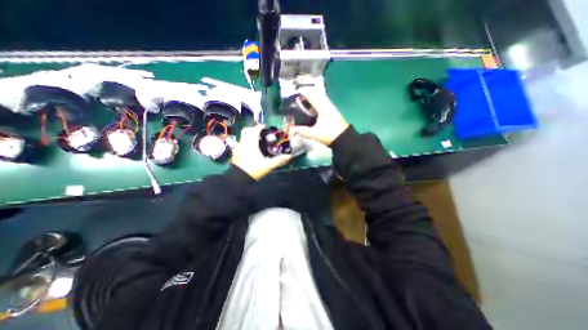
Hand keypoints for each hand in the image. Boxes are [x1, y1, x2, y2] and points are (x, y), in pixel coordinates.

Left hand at [232, 125, 291, 180]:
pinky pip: (240, 142)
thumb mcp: (268, 165)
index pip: (255, 130)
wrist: (239, 179)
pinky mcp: (235, 152)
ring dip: (249, 134)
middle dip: (253, 129)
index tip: (265, 127)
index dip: (260, 127)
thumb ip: (279, 160)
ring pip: (242, 135)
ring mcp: (238, 147)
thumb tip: (289, 156)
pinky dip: (245, 141)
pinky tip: (249, 148)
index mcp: (252, 144)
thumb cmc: (254, 170)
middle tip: (261, 133)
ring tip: (256, 139)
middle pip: (247, 130)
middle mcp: (244, 143)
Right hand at [290, 90, 347, 145]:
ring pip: (322, 99)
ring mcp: (332, 109)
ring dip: (315, 97)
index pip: (312, 97)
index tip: (299, 90)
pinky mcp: (334, 113)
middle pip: (318, 95)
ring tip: (308, 99)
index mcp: (322, 108)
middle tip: (303, 93)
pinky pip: (325, 103)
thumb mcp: (314, 133)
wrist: (344, 139)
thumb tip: (293, 129)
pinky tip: (317, 107)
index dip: (305, 93)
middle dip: (310, 93)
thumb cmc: (329, 134)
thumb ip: (303, 131)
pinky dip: (319, 102)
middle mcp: (327, 106)